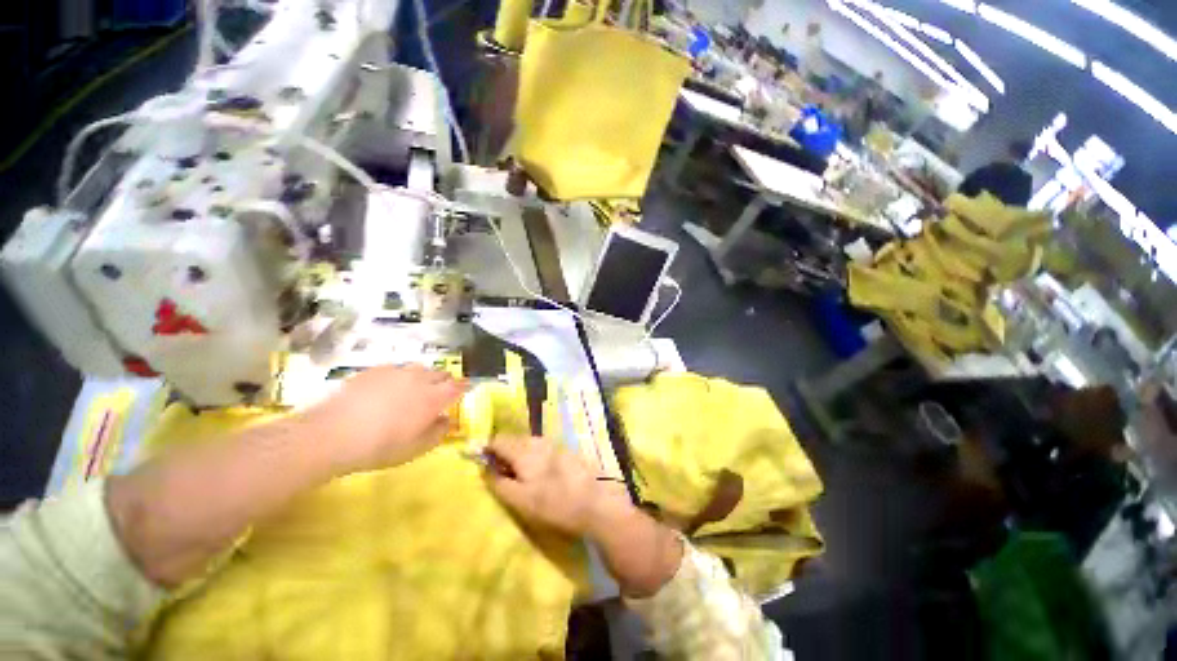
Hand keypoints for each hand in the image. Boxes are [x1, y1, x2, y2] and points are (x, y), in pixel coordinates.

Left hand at [308, 364, 465, 474]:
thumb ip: (438, 432)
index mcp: (434, 397)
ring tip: (412, 390)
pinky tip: (385, 389)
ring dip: (422, 377)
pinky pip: (394, 369)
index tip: (465, 390)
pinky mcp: (373, 371)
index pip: (458, 386)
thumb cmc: (381, 446)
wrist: (332, 434)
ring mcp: (396, 372)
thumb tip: (447, 420)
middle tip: (438, 393)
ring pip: (418, 369)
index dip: (464, 387)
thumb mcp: (416, 448)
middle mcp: (420, 379)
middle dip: (444, 381)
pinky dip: (397, 377)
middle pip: (440, 373)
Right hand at [483, 436, 630, 538]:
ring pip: (527, 442)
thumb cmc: (554, 504)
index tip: (482, 464)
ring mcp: (553, 443)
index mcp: (523, 449)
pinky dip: (533, 456)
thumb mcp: (520, 500)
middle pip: (513, 439)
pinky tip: (538, 473)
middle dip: (503, 452)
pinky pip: (541, 447)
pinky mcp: (564, 449)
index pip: (497, 439)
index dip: (487, 450)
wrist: (595, 501)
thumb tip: (484, 469)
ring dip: (518, 454)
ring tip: (518, 476)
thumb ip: (498, 483)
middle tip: (500, 474)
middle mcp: (537, 440)